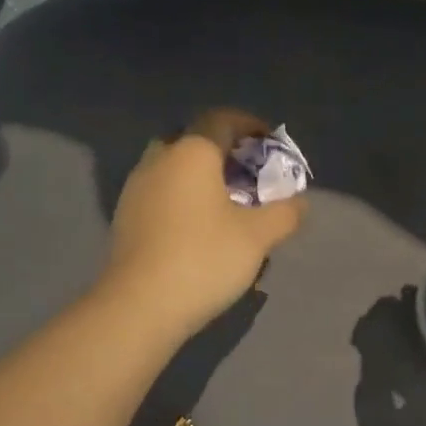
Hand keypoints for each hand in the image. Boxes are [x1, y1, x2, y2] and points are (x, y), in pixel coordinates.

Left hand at [102, 108, 307, 342]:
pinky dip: (183, 197)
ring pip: (174, 167)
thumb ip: (285, 213)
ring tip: (227, 202)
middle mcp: (160, 160)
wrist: (139, 306)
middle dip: (223, 150)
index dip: (249, 125)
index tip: (270, 142)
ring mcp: (136, 188)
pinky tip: (199, 226)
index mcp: (191, 152)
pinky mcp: (125, 217)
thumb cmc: (204, 258)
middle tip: (248, 172)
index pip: (222, 120)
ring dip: (201, 176)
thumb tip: (299, 203)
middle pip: (194, 141)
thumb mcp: (258, 237)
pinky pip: (161, 192)